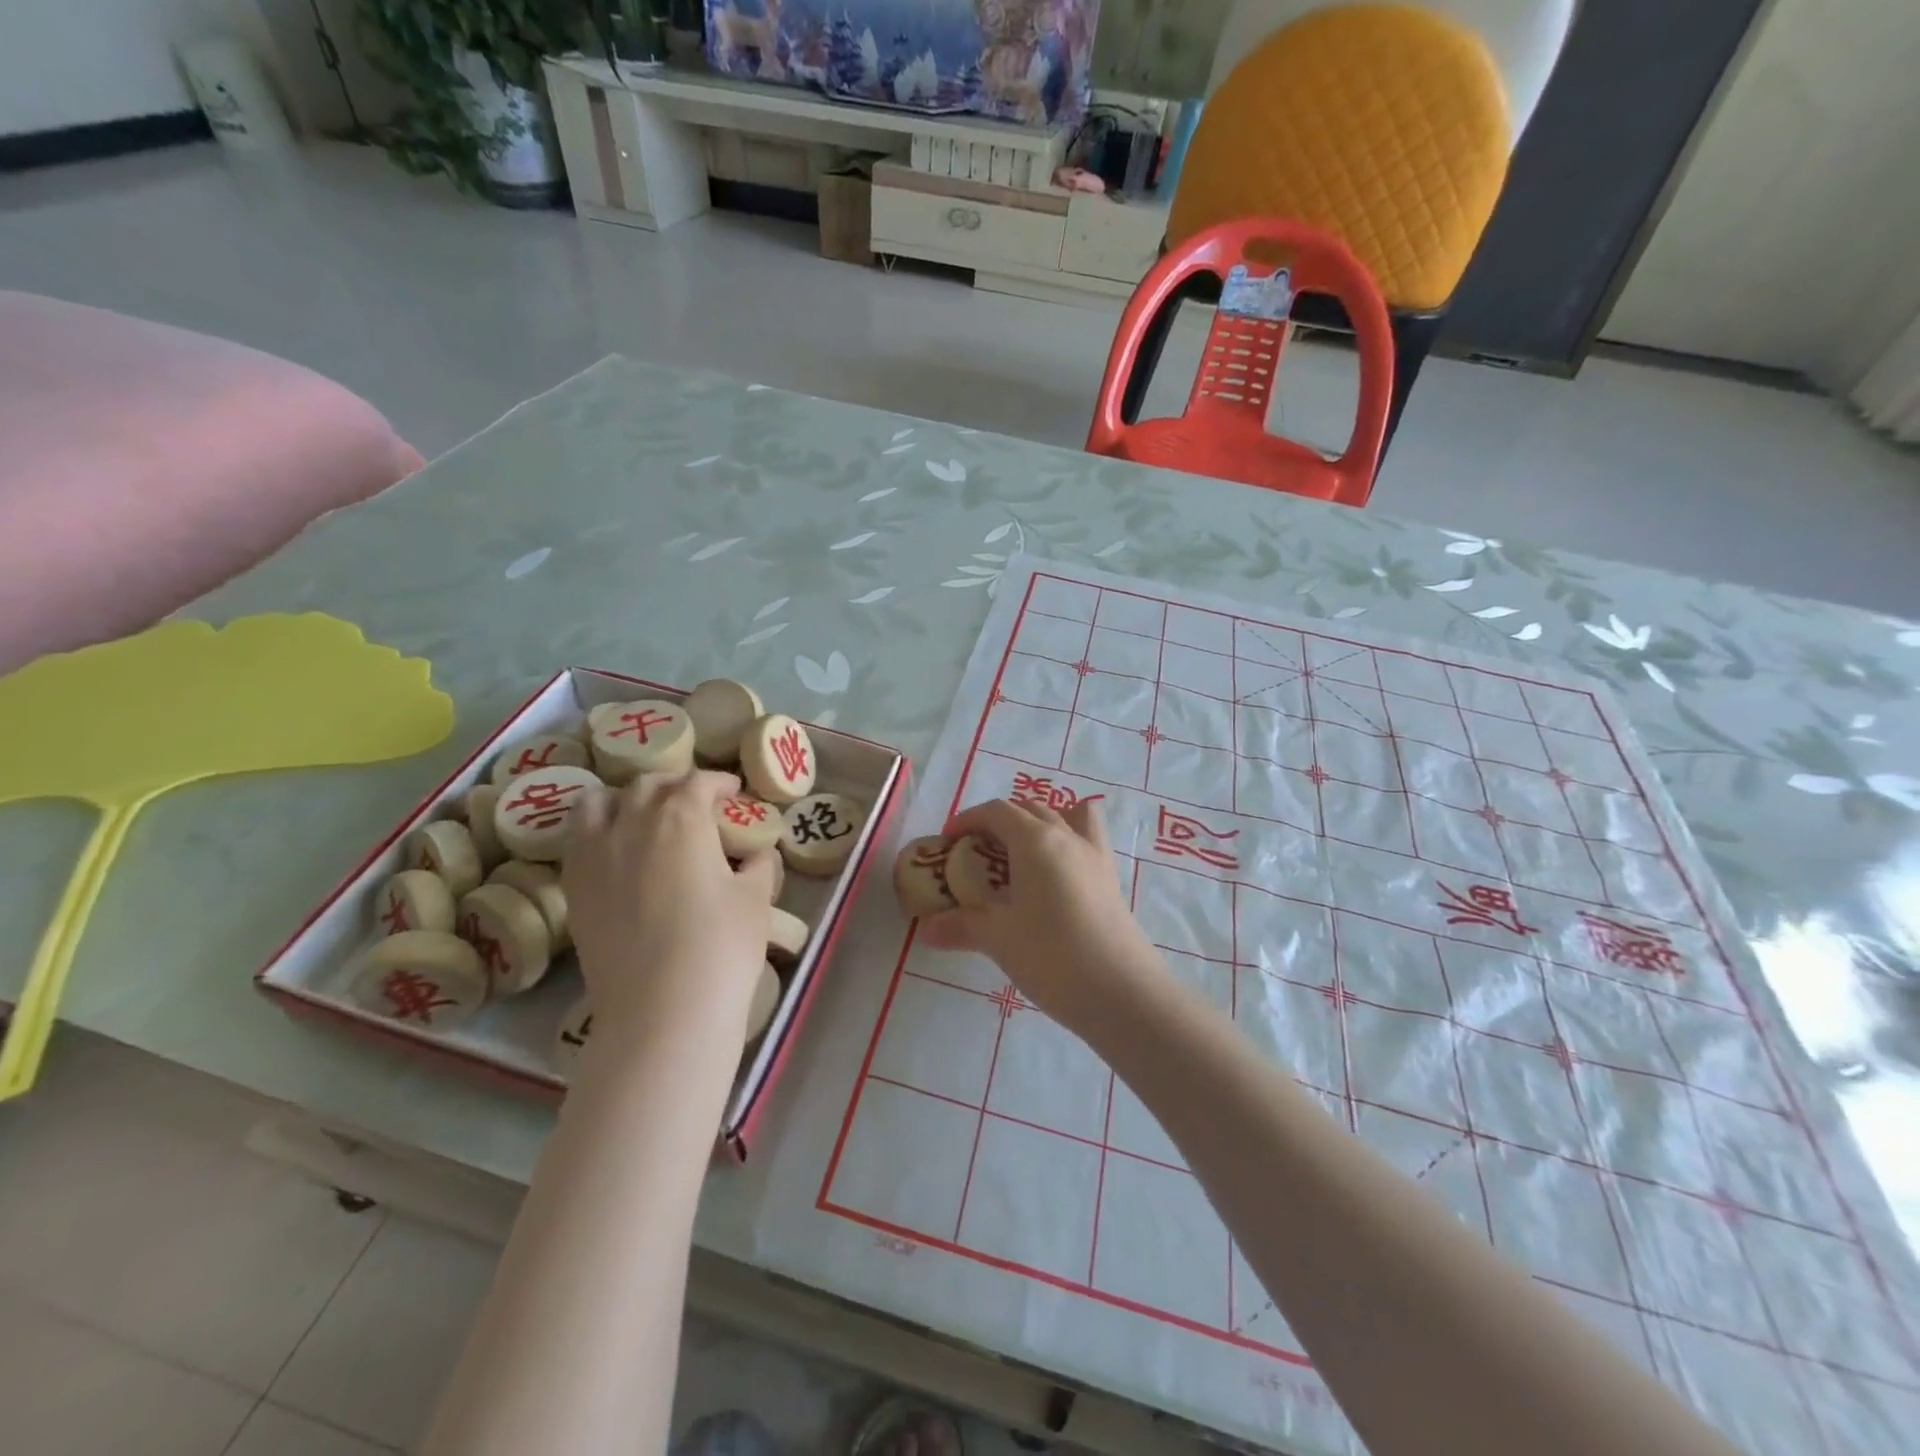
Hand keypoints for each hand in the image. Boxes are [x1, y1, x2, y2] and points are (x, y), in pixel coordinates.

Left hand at [562, 769, 774, 1041]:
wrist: (662, 1010)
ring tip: (644, 818)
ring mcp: (594, 855)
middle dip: (676, 785)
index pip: (699, 782)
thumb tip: (758, 854)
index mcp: (682, 817)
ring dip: (626, 800)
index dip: (720, 783)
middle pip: (649, 785)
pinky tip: (618, 854)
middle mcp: (631, 823)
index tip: (735, 794)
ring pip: (599, 803)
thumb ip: (759, 865)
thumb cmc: (720, 945)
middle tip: (697, 804)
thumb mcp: (756, 899)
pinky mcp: (573, 889)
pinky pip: (578, 841)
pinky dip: (598, 832)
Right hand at [919, 798, 1162, 1032]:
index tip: (948, 840)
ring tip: (1020, 854)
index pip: (997, 811)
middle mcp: (1067, 836)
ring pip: (1065, 816)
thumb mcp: (999, 939)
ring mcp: (1095, 856)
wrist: (1124, 992)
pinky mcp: (1111, 879)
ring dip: (1039, 823)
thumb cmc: (1054, 956)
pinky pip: (1088, 839)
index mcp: (1036, 840)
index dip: (969, 819)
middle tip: (977, 853)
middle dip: (999, 822)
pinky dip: (1068, 840)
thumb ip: (961, 926)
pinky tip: (1057, 874)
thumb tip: (926, 929)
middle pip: (1030, 809)